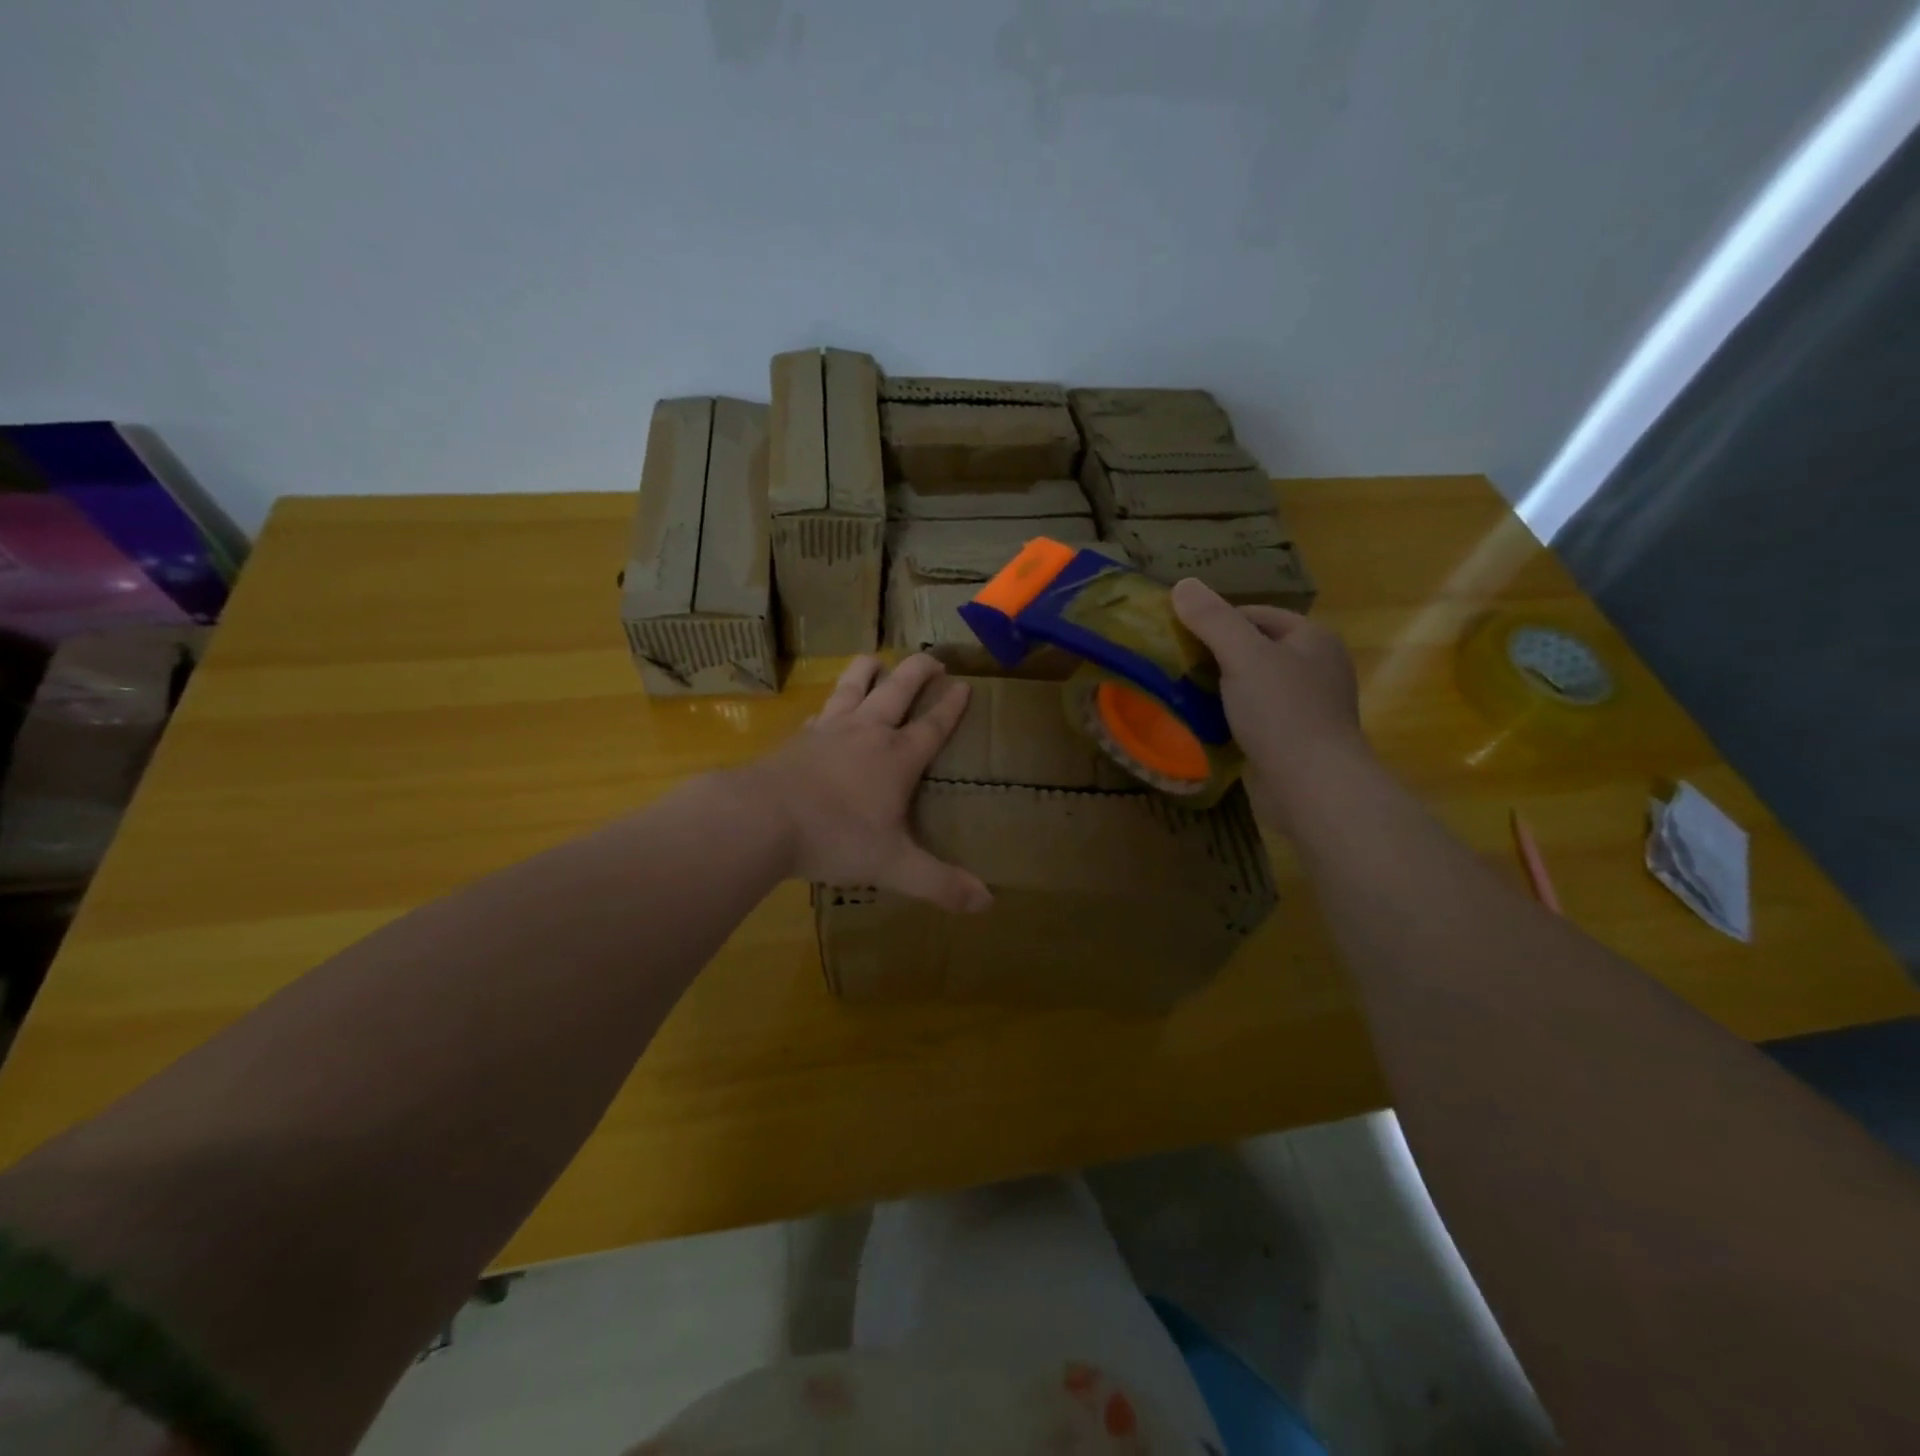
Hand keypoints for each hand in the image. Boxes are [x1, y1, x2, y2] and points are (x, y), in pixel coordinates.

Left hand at [736, 654, 992, 912]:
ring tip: (878, 661)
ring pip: (854, 684)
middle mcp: (868, 732)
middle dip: (919, 670)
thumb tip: (988, 903)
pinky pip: (822, 709)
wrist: (761, 818)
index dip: (952, 705)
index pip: (933, 724)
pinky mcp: (799, 736)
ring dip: (870, 669)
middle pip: (898, 688)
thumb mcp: (893, 866)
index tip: (965, 685)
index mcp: (897, 757)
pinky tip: (828, 709)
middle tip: (934, 659)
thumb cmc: (835, 837)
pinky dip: (832, 703)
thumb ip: (940, 883)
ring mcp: (830, 729)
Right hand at [1171, 578, 1370, 832]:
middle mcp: (1316, 667)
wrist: (1312, 785)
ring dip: (1221, 688)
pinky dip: (1231, 716)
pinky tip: (1205, 724)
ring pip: (1254, 685)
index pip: (1257, 614)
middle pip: (1256, 649)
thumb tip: (1182, 585)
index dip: (1218, 620)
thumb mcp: (1243, 656)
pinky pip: (1256, 717)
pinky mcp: (1295, 740)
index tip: (1180, 635)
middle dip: (1217, 655)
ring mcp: (1308, 706)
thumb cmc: (1282, 712)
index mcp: (1312, 639)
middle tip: (1177, 664)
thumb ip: (1213, 620)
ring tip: (1183, 692)